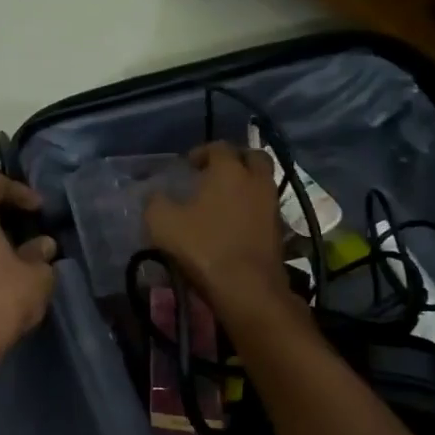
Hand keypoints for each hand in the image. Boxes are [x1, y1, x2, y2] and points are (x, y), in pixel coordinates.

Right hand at [144, 142, 291, 317]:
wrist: (246, 288)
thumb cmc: (203, 247)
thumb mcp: (162, 223)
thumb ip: (155, 202)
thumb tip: (154, 195)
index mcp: (229, 170)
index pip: (219, 146)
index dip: (202, 152)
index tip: (188, 166)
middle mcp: (256, 180)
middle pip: (253, 157)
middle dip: (235, 160)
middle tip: (216, 173)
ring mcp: (272, 205)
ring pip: (262, 183)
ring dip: (246, 185)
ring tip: (224, 200)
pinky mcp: (279, 230)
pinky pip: (265, 208)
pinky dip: (252, 208)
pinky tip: (234, 223)